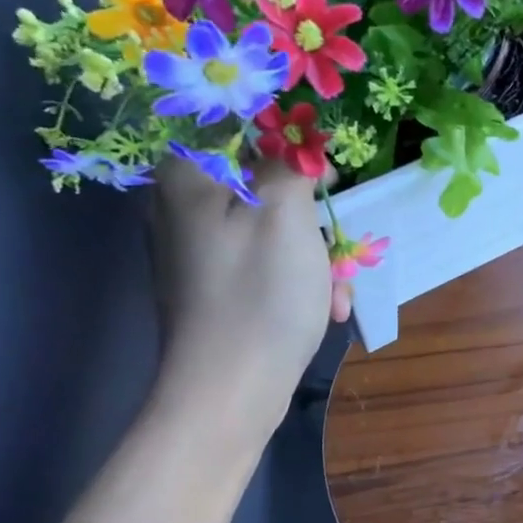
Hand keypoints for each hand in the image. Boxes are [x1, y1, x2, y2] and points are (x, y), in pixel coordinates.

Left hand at [150, 157, 348, 425]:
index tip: (329, 181)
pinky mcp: (214, 290)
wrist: (228, 393)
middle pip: (265, 187)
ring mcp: (197, 253)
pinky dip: (298, 283)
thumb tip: (295, 140)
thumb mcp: (286, 215)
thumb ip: (291, 163)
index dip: (294, 148)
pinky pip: (265, 266)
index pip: (245, 129)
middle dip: (314, 221)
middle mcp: (183, 207)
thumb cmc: (260, 296)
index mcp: (188, 176)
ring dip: (316, 259)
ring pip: (273, 231)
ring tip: (336, 296)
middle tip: (339, 253)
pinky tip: (324, 312)